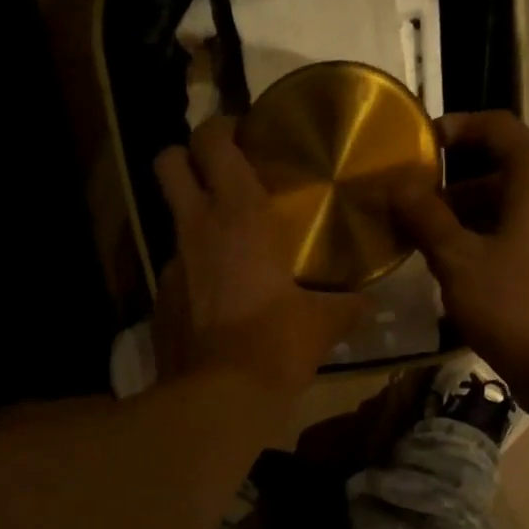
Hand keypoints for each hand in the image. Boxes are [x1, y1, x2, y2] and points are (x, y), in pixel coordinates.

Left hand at [151, 116, 357, 394]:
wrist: (219, 399)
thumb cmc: (275, 346)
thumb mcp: (321, 325)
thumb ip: (346, 307)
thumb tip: (368, 305)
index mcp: (238, 214)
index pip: (212, 139)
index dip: (222, 129)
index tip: (244, 138)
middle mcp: (195, 228)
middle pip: (168, 162)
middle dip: (187, 159)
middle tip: (219, 179)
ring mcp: (170, 266)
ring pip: (172, 223)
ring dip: (194, 227)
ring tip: (227, 254)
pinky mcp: (159, 304)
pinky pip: (176, 275)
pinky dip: (193, 278)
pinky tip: (216, 305)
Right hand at [394, 111, 528, 396]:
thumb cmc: (513, 303)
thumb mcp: (457, 260)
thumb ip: (426, 218)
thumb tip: (397, 185)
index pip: (496, 127)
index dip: (455, 129)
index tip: (418, 146)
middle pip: (503, 170)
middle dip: (454, 186)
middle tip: (413, 209)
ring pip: (512, 206)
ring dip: (469, 218)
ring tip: (428, 244)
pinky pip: (524, 233)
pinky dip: (491, 239)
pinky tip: (462, 271)